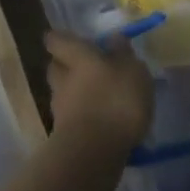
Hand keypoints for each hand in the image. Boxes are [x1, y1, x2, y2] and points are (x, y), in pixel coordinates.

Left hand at [44, 30, 152, 152]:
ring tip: (99, 97)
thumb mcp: (132, 71)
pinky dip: (82, 115)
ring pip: (63, 93)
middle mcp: (63, 79)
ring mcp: (60, 108)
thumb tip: (113, 38)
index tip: (70, 39)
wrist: (94, 152)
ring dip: (75, 93)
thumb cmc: (116, 101)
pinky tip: (100, 121)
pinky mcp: (64, 134)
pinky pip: (72, 116)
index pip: (57, 40)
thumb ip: (123, 54)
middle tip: (86, 67)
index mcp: (77, 57)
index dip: (61, 39)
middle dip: (67, 65)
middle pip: (56, 67)